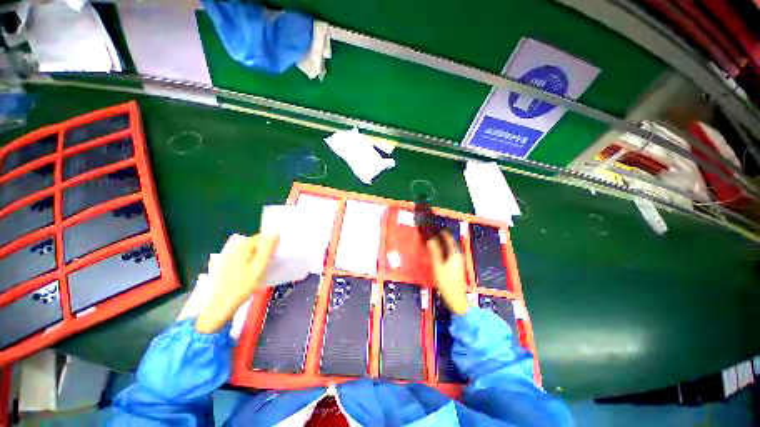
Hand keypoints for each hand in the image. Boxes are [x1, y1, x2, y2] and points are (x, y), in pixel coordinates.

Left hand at [195, 233, 278, 332]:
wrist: (218, 307)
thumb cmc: (241, 287)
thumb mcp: (259, 267)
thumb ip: (267, 248)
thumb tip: (275, 231)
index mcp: (241, 246)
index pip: (261, 237)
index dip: (271, 245)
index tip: (276, 255)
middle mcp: (232, 248)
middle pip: (254, 244)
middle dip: (263, 251)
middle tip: (269, 265)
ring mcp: (226, 256)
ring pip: (249, 252)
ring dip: (257, 258)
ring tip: (260, 271)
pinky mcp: (224, 265)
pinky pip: (242, 258)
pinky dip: (249, 263)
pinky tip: (250, 274)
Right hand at [427, 232, 468, 314]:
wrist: (456, 298)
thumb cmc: (446, 282)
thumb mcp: (437, 266)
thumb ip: (434, 252)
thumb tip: (431, 240)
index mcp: (454, 254)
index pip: (449, 239)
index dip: (443, 233)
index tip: (436, 228)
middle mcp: (458, 255)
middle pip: (449, 243)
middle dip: (441, 238)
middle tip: (432, 235)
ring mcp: (458, 261)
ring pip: (449, 249)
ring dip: (442, 245)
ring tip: (433, 242)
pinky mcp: (456, 266)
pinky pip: (449, 254)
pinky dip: (443, 251)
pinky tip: (437, 254)